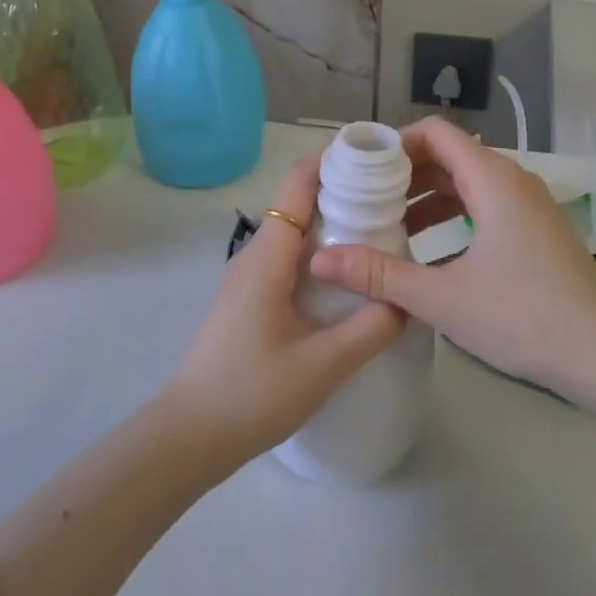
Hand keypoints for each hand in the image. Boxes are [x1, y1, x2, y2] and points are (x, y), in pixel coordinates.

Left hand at [159, 156, 404, 465]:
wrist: (189, 436)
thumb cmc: (251, 394)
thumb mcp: (322, 366)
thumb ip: (370, 328)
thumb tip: (406, 299)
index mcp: (268, 257)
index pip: (297, 184)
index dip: (332, 161)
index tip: (376, 159)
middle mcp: (255, 256)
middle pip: (299, 204)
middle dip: (343, 192)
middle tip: (394, 200)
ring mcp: (248, 278)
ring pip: (294, 234)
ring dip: (332, 225)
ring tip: (381, 233)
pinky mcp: (248, 299)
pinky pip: (288, 259)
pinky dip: (319, 253)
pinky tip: (346, 278)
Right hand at [309, 117, 595, 400]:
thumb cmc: (524, 316)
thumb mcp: (443, 297)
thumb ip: (380, 275)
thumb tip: (320, 259)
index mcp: (492, 179)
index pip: (434, 132)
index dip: (393, 143)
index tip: (359, 171)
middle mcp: (511, 180)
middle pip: (447, 156)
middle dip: (403, 175)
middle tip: (362, 201)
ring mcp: (527, 206)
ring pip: (465, 184)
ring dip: (425, 199)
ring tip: (386, 227)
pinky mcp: (535, 231)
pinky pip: (483, 206)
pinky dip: (451, 217)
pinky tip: (427, 253)